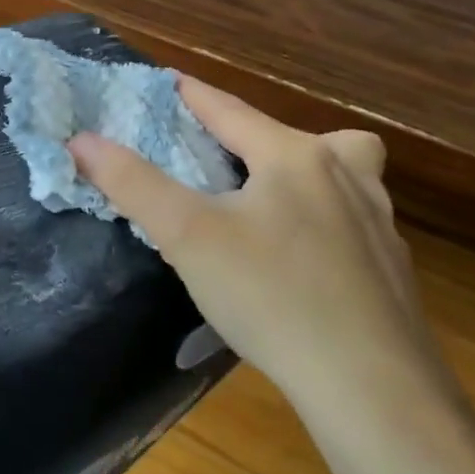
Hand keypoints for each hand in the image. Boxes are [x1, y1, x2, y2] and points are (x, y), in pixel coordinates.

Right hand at [69, 77, 443, 418]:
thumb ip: (132, 182)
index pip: (231, 110)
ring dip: (305, 173)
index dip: (193, 94)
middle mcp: (345, 178)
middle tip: (227, 155)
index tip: (167, 81)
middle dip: (260, 134)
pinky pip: (351, 221)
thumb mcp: (187, 235)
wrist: (374, 392)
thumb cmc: (272, 296)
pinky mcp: (393, 271)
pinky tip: (299, 260)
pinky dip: (323, 220)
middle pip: (301, 136)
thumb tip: (81, 140)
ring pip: (344, 174)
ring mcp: (379, 225)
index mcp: (295, 157)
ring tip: (266, 202)